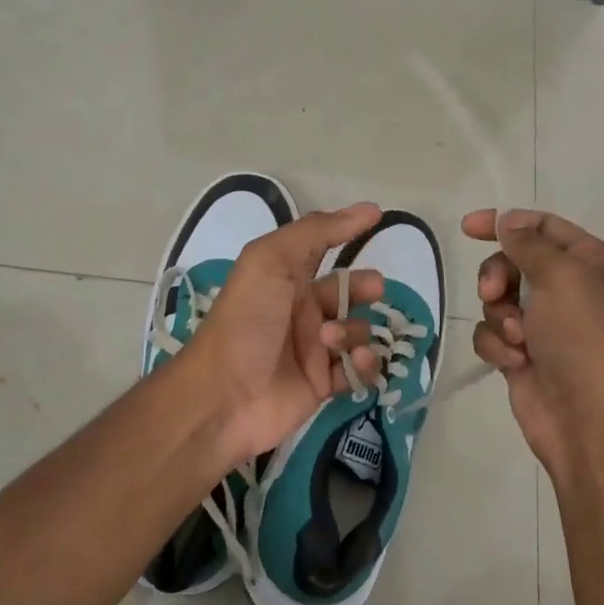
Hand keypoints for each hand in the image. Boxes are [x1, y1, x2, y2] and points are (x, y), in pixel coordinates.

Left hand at [181, 203, 387, 466]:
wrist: (224, 394)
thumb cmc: (246, 319)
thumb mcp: (271, 259)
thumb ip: (317, 231)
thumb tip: (368, 210)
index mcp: (285, 277)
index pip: (321, 248)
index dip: (346, 232)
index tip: (379, 219)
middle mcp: (301, 309)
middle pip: (347, 291)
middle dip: (365, 287)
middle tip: (373, 290)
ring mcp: (313, 348)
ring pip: (357, 331)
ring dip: (354, 331)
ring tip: (330, 340)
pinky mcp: (323, 385)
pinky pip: (358, 370)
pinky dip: (364, 365)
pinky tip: (353, 363)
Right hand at [462, 208, 603, 481]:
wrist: (586, 418)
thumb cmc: (583, 338)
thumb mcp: (562, 277)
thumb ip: (528, 243)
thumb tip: (506, 221)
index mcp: (591, 263)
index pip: (542, 226)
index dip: (505, 222)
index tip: (467, 228)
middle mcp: (570, 288)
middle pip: (512, 261)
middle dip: (497, 277)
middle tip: (494, 293)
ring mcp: (544, 322)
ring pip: (497, 299)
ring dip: (500, 316)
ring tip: (517, 339)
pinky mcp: (521, 351)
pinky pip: (491, 332)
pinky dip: (497, 344)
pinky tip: (514, 361)